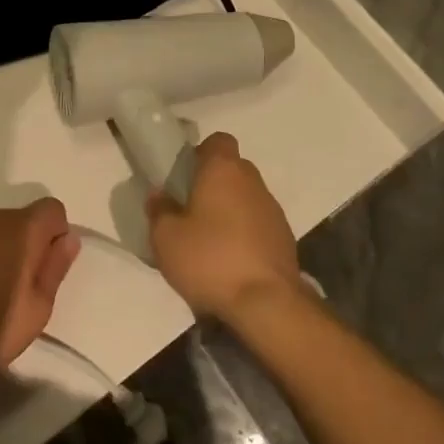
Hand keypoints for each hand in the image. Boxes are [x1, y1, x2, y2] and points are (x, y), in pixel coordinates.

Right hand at [146, 132, 304, 321]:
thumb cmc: (210, 259)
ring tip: (209, 240)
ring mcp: (272, 209)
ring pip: (246, 197)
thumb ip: (159, 211)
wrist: (267, 302)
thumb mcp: (166, 238)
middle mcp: (252, 181)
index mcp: (223, 170)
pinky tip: (231, 260)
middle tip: (190, 210)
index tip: (185, 175)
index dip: (201, 152)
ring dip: (230, 210)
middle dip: (213, 183)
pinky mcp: (284, 237)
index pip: (218, 140)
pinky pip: (258, 223)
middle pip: (232, 168)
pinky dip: (245, 233)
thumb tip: (159, 195)